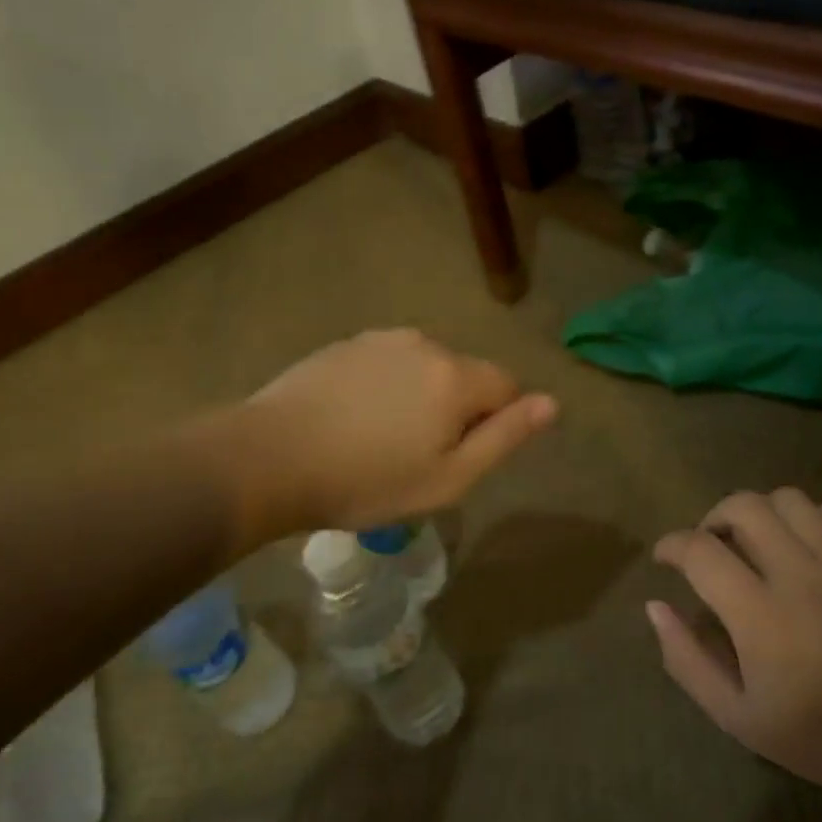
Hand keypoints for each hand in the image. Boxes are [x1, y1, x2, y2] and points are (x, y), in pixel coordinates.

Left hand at [239, 329, 556, 531]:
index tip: (455, 457)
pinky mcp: (344, 345)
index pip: (505, 386)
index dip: (492, 423)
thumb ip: (505, 437)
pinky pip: (385, 364)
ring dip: (417, 396)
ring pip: (423, 368)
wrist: (270, 458)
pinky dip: (383, 387)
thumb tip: (551, 403)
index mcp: (456, 376)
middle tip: (414, 456)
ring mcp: (380, 340)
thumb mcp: (448, 478)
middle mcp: (425, 344)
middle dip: (454, 409)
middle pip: (463, 375)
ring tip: (378, 439)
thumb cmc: (366, 481)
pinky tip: (351, 420)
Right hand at [648, 489, 821, 803]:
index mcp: (757, 612)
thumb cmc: (820, 736)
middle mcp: (796, 573)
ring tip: (757, 540)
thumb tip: (655, 607)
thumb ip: (687, 660)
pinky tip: (806, 544)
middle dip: (713, 517)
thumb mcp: (736, 716)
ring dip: (760, 511)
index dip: (671, 544)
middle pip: (742, 506)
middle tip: (711, 546)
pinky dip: (811, 517)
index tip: (665, 558)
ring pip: (787, 499)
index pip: (699, 550)